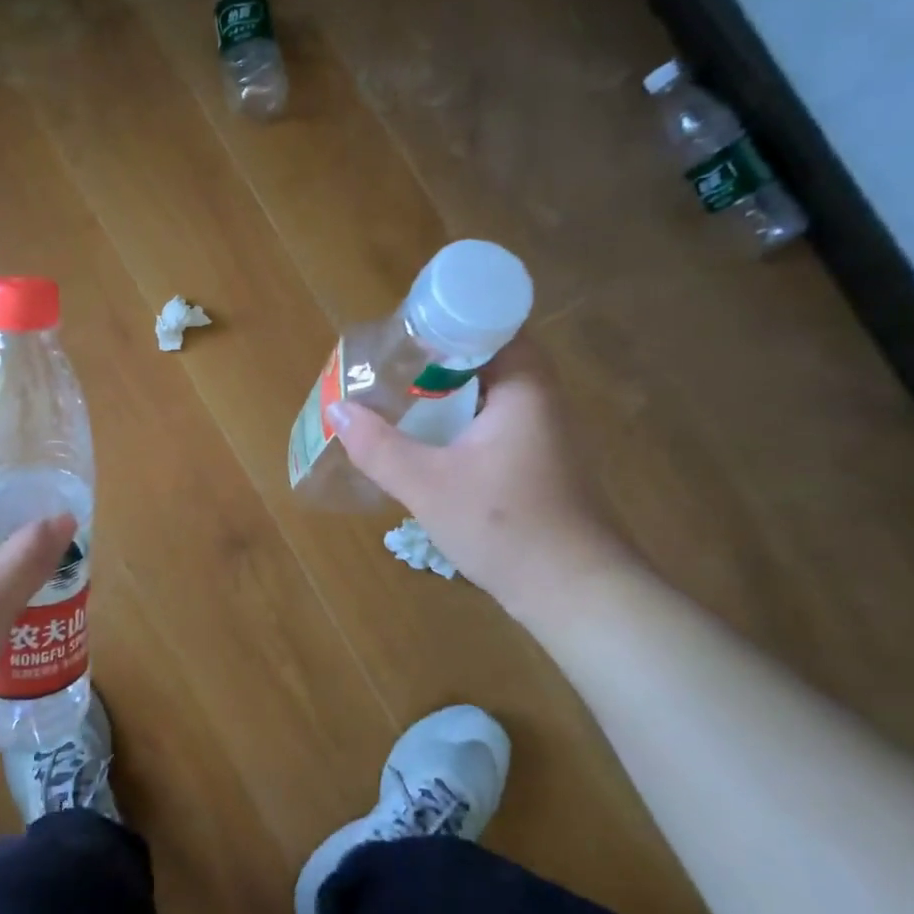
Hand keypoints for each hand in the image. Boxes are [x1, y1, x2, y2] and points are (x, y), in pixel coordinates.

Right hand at [328, 338, 635, 620]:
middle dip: (438, 357)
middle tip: (389, 363)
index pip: (493, 324)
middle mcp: (541, 400)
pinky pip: (495, 422)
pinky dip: (461, 420)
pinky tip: (429, 440)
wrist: (575, 593)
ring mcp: (544, 434)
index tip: (404, 330)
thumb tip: (337, 408)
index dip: (447, 320)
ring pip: (491, 393)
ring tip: (399, 395)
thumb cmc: (505, 527)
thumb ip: (379, 446)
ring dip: (449, 391)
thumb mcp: (428, 485)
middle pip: (488, 356)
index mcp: (524, 388)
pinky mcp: (539, 463)